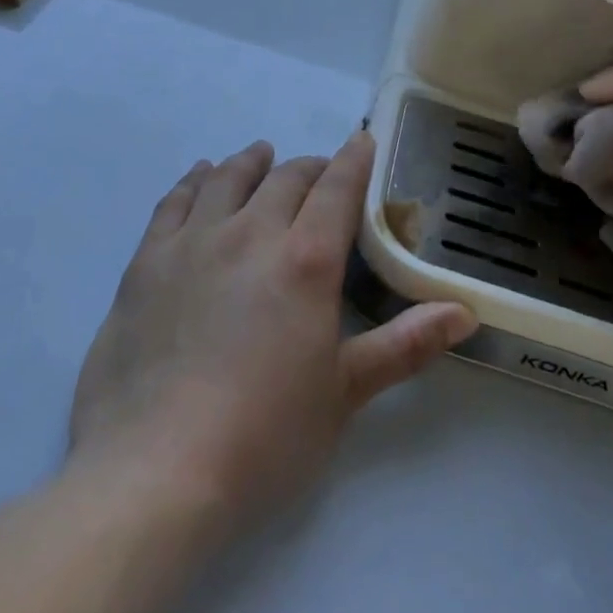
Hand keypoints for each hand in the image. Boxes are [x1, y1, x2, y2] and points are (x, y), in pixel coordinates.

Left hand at [69, 133, 475, 534]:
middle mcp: (250, 235)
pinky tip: (201, 176)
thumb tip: (465, 313)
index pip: (336, 190)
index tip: (360, 143)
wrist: (157, 469)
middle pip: (284, 179)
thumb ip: (405, 345)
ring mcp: (192, 243)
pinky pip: (174, 202)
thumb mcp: (344, 393)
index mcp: (305, 262)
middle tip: (318, 173)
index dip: (352, 162)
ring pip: (227, 179)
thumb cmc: (265, 437)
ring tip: (261, 154)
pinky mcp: (146, 261)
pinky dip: (194, 181)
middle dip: (308, 168)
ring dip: (251, 162)